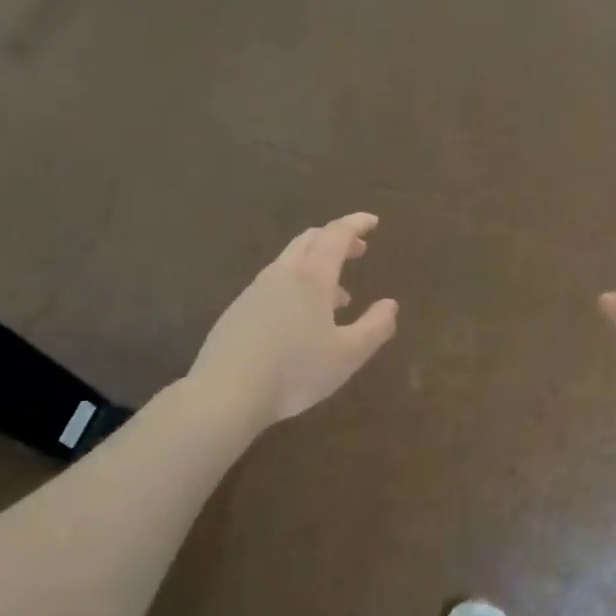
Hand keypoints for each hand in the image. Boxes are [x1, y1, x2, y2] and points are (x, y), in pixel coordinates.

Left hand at [189, 213, 398, 432]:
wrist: (224, 393)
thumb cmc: (295, 371)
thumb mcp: (348, 355)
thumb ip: (375, 327)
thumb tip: (390, 305)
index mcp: (312, 277)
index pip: (337, 235)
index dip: (356, 224)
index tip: (372, 221)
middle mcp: (282, 274)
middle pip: (309, 240)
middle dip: (336, 239)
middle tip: (358, 250)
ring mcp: (255, 291)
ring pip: (290, 262)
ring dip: (317, 266)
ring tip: (338, 296)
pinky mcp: (238, 311)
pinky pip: (274, 284)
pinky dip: (296, 286)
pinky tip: (301, 320)